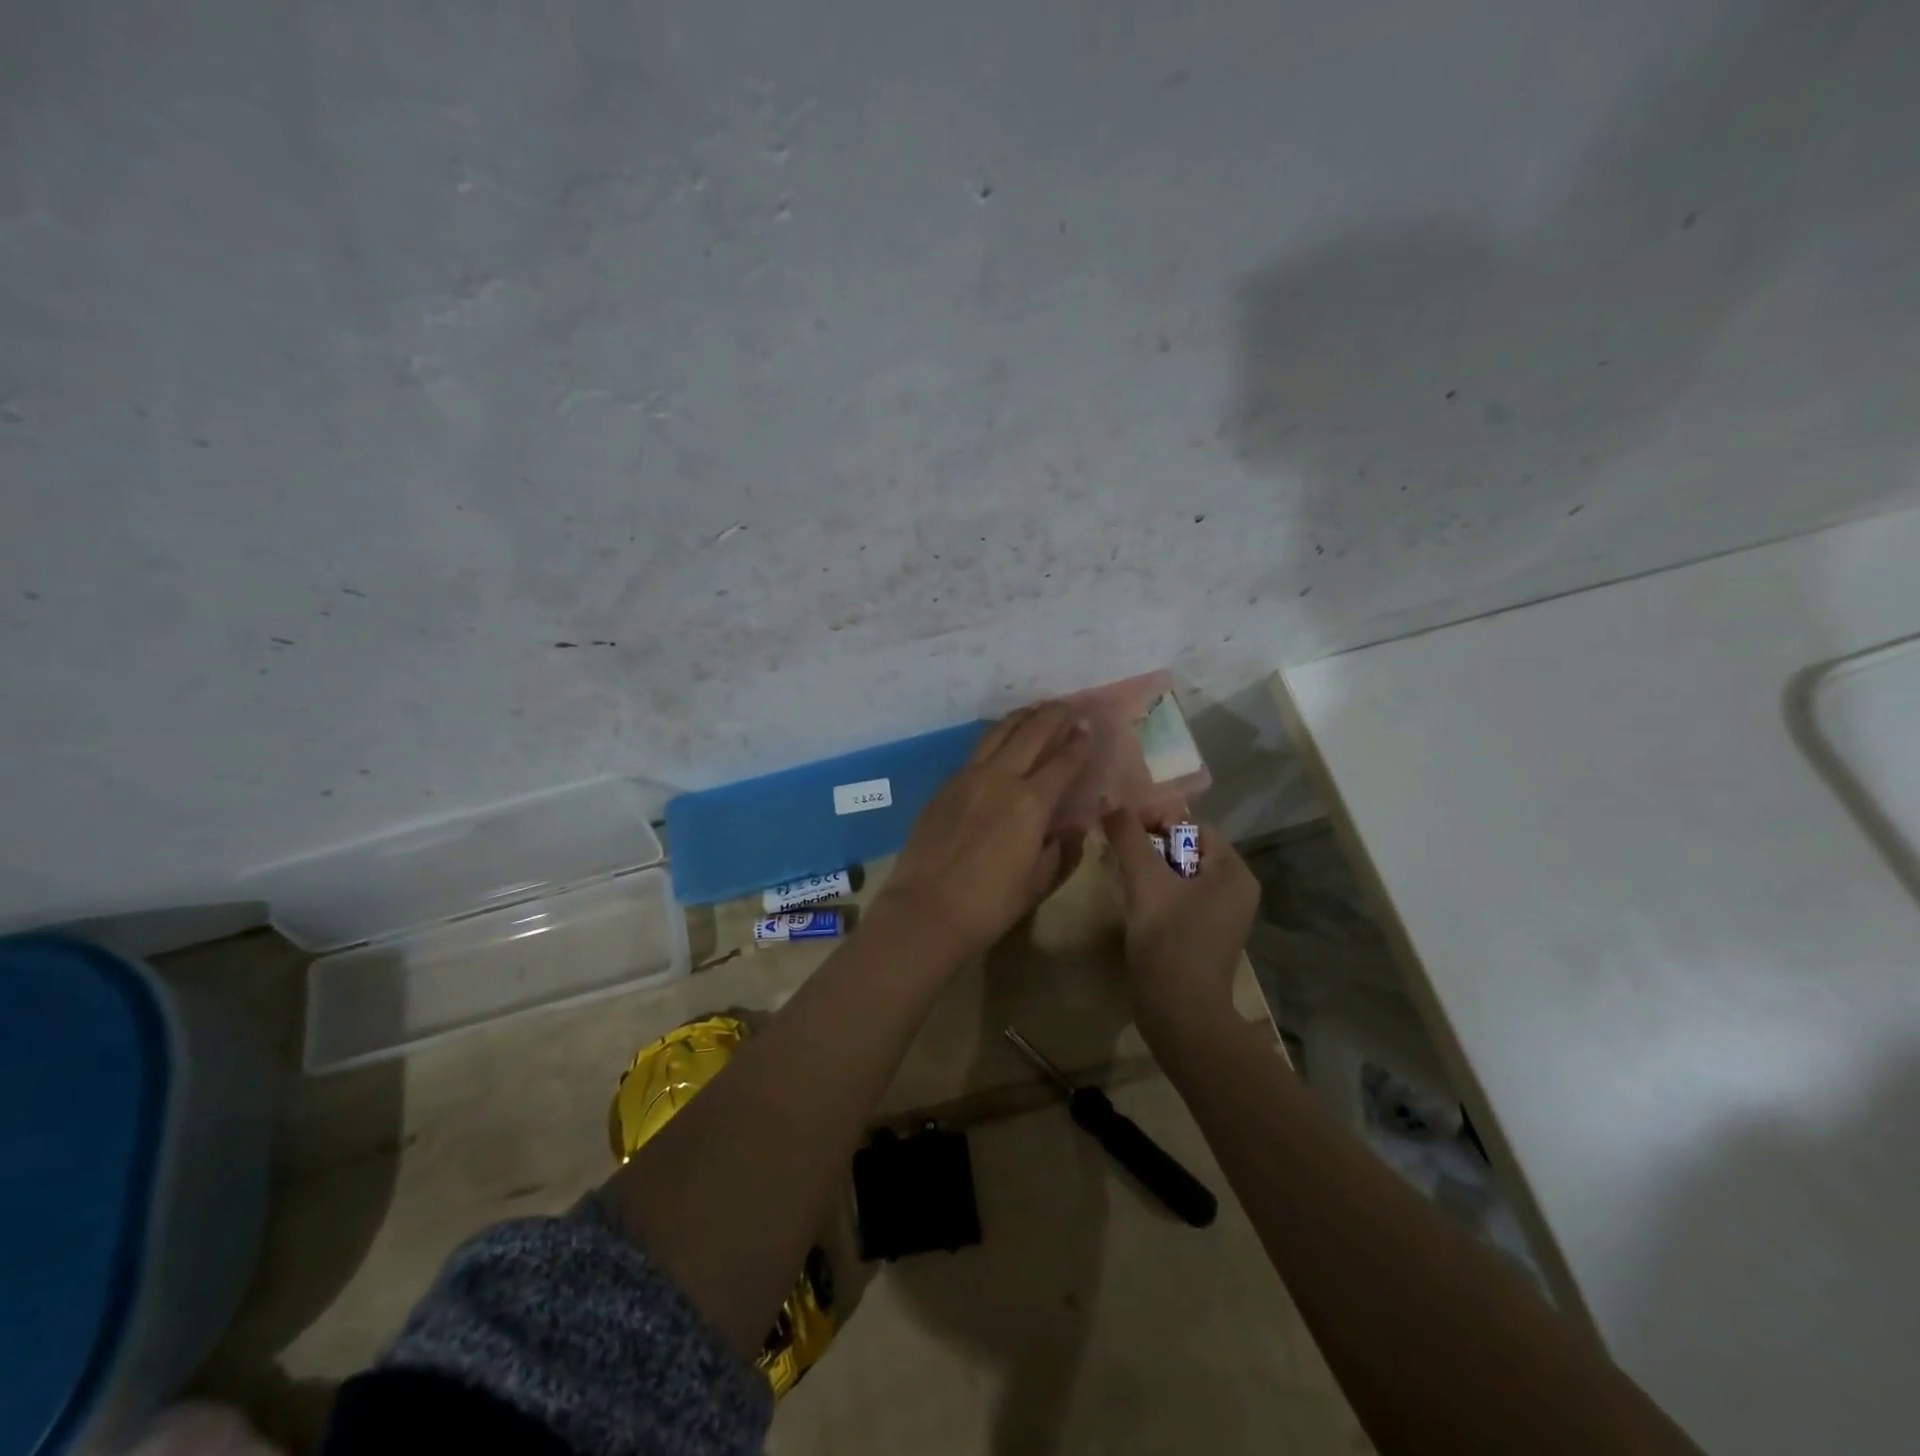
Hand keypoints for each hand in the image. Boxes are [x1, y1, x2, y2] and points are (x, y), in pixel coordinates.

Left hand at [877, 704, 1092, 959]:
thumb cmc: (990, 904)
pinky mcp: (944, 786)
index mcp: (1031, 802)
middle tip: (1067, 705)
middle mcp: (1000, 778)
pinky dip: (995, 738)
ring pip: (998, 733)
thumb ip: (1062, 850)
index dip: (1080, 742)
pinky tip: (999, 742)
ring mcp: (967, 777)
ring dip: (1020, 718)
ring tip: (1034, 710)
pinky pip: (976, 751)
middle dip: (1053, 715)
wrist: (926, 910)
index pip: (1063, 761)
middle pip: (1031, 733)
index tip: (1090, 725)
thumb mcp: (1038, 883)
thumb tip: (1073, 828)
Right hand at [1101, 808, 1258, 1034]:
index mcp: (1232, 871)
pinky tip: (1133, 902)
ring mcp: (1222, 914)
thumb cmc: (1169, 941)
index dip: (1154, 820)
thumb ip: (1128, 837)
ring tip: (1121, 876)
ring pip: (1179, 874)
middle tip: (1116, 853)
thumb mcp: (1145, 882)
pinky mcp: (1205, 934)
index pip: (1191, 825)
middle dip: (1149, 845)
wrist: (1180, 1014)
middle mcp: (1235, 888)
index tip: (1120, 831)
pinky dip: (1156, 892)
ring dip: (1149, 869)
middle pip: (1185, 848)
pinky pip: (1180, 897)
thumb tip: (1110, 802)